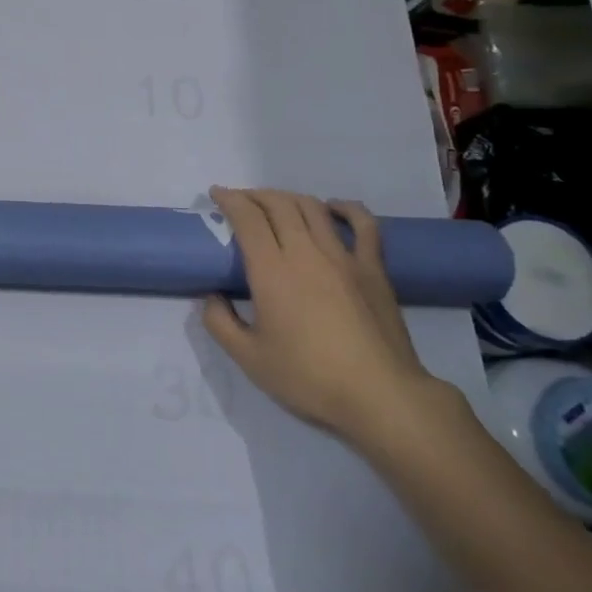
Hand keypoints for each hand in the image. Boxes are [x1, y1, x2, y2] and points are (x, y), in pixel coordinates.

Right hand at [201, 187, 436, 442]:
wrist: (380, 396)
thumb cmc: (308, 377)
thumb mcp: (248, 358)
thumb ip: (219, 322)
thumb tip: (212, 297)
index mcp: (272, 270)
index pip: (247, 217)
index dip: (229, 199)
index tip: (216, 194)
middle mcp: (306, 252)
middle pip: (278, 204)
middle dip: (254, 194)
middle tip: (240, 200)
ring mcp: (344, 257)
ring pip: (313, 208)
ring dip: (288, 197)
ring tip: (275, 203)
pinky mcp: (373, 269)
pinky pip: (363, 224)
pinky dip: (345, 208)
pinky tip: (333, 207)